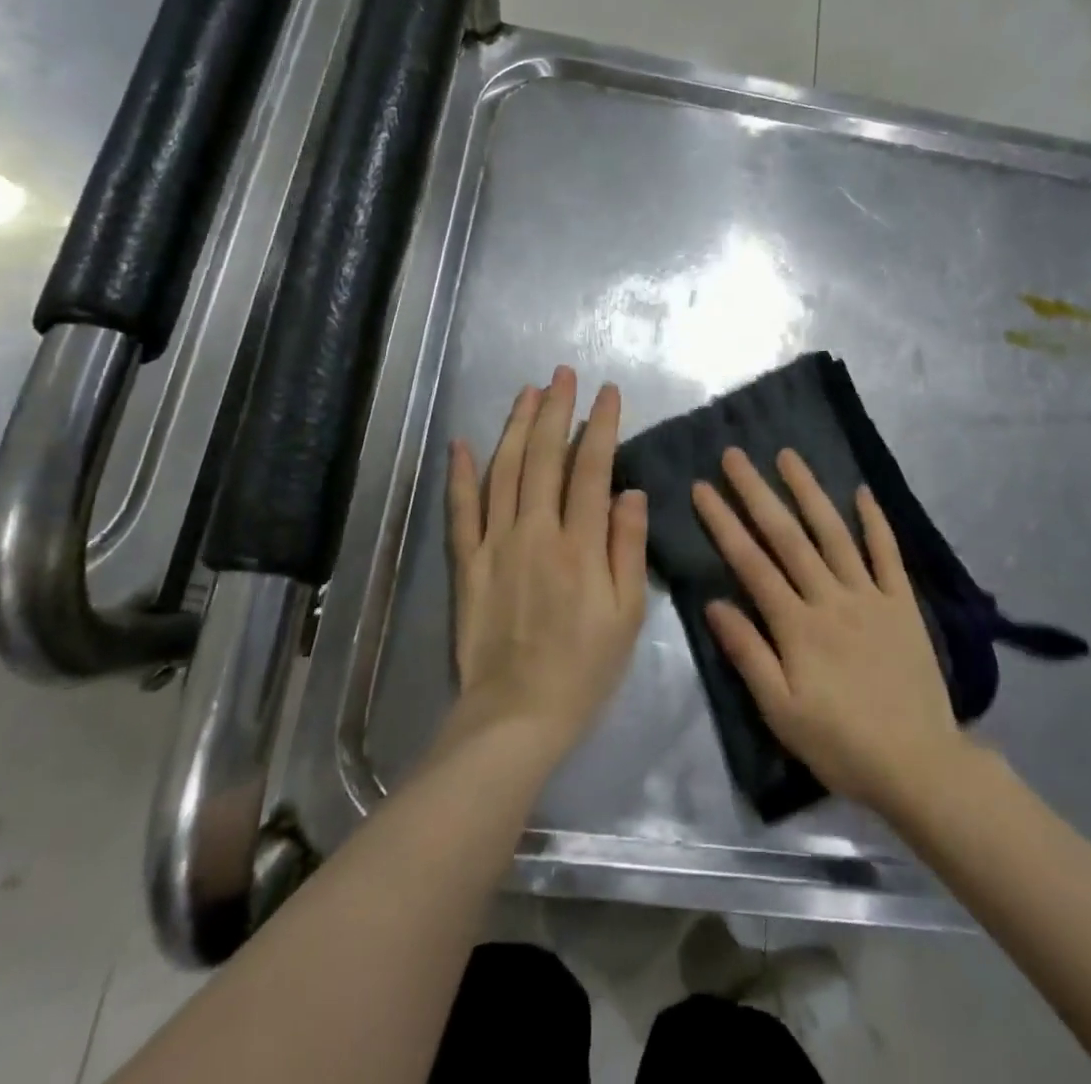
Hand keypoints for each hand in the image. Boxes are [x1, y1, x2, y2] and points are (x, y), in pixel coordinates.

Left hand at [445, 367, 648, 761]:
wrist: (516, 715)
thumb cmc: (584, 668)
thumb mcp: (627, 615)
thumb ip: (627, 547)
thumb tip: (630, 490)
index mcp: (579, 545)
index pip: (591, 468)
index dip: (600, 425)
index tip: (608, 393)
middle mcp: (535, 532)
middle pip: (543, 457)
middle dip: (555, 410)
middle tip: (562, 375)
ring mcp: (495, 544)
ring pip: (503, 471)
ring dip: (515, 427)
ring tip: (527, 392)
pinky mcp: (466, 563)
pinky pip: (461, 510)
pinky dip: (460, 474)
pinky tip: (463, 443)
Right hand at [693, 447, 968, 815]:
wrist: (919, 765)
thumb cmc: (840, 742)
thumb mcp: (780, 710)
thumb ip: (747, 653)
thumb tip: (714, 603)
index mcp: (796, 624)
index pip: (751, 562)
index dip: (723, 522)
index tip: (702, 487)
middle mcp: (830, 597)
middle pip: (787, 536)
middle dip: (757, 492)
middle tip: (735, 455)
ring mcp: (870, 595)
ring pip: (834, 533)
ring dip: (810, 491)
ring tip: (788, 456)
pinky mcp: (902, 603)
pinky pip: (887, 554)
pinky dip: (875, 521)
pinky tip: (862, 491)